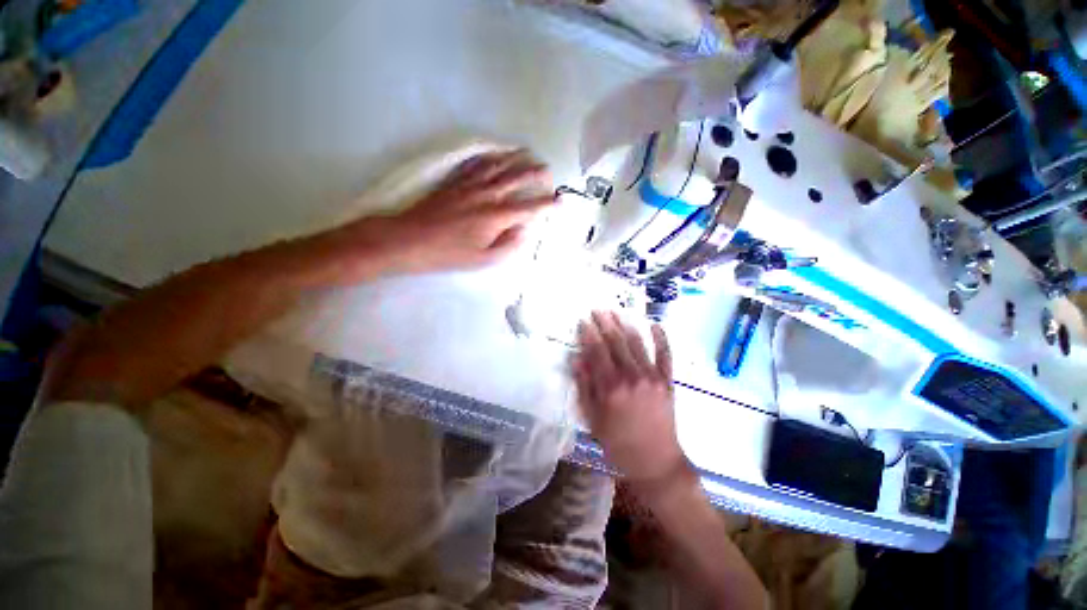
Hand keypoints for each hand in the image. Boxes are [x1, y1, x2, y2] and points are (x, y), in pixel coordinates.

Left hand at [346, 149, 554, 275]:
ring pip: (497, 166)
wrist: (410, 239)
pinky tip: (492, 154)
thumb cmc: (450, 254)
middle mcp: (487, 195)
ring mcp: (469, 185)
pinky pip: (474, 164)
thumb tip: (524, 230)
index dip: (547, 204)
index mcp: (497, 216)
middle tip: (548, 170)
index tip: (561, 201)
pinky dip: (487, 157)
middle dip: (534, 173)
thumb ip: (509, 245)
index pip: (529, 207)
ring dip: (514, 158)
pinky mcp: (454, 182)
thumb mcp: (484, 259)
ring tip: (526, 153)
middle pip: (515, 179)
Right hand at [573, 311, 686, 484]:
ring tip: (616, 312)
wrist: (655, 463)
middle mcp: (632, 376)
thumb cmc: (618, 443)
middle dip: (605, 323)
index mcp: (611, 387)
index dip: (589, 333)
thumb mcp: (593, 419)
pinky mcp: (667, 381)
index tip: (582, 321)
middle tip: (597, 310)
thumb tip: (577, 360)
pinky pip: (666, 355)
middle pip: (616, 342)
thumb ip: (585, 387)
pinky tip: (655, 324)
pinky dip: (661, 338)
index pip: (597, 351)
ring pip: (637, 343)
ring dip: (625, 324)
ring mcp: (652, 376)